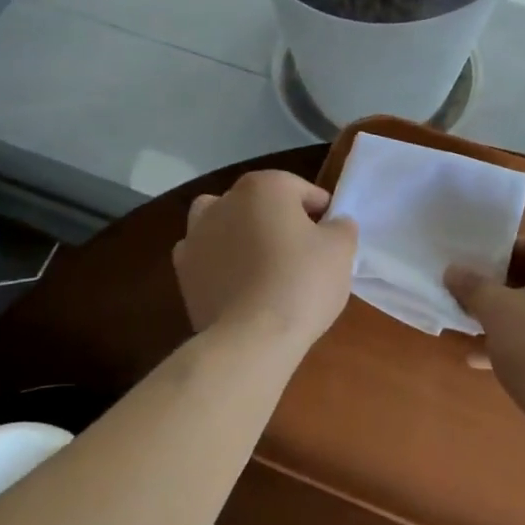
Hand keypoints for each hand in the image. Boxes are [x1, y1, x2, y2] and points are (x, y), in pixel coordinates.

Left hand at [172, 170, 357, 349]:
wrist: (251, 337)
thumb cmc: (302, 282)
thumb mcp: (341, 250)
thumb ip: (341, 227)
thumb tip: (334, 223)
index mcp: (264, 187)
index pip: (300, 189)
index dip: (320, 211)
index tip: (331, 236)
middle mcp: (225, 201)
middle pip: (259, 202)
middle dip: (278, 218)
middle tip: (301, 251)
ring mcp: (197, 234)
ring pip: (222, 220)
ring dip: (238, 231)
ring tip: (259, 261)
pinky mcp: (183, 269)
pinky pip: (205, 255)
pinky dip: (217, 261)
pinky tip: (235, 282)